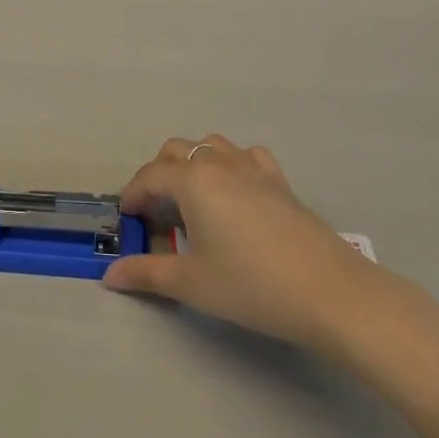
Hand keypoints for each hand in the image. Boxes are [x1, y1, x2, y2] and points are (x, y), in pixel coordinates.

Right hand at [102, 135, 371, 353]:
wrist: (328, 292)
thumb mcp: (191, 283)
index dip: (133, 195)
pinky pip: (247, 157)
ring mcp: (253, 169)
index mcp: (192, 181)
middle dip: (159, 174)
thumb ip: (146, 274)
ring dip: (193, 163)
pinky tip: (236, 192)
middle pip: (177, 151)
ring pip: (212, 146)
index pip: (150, 176)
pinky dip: (232, 165)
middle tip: (156, 211)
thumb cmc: (250, 285)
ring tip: (191, 198)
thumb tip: (110, 276)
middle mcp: (220, 164)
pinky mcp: (280, 181)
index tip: (128, 218)